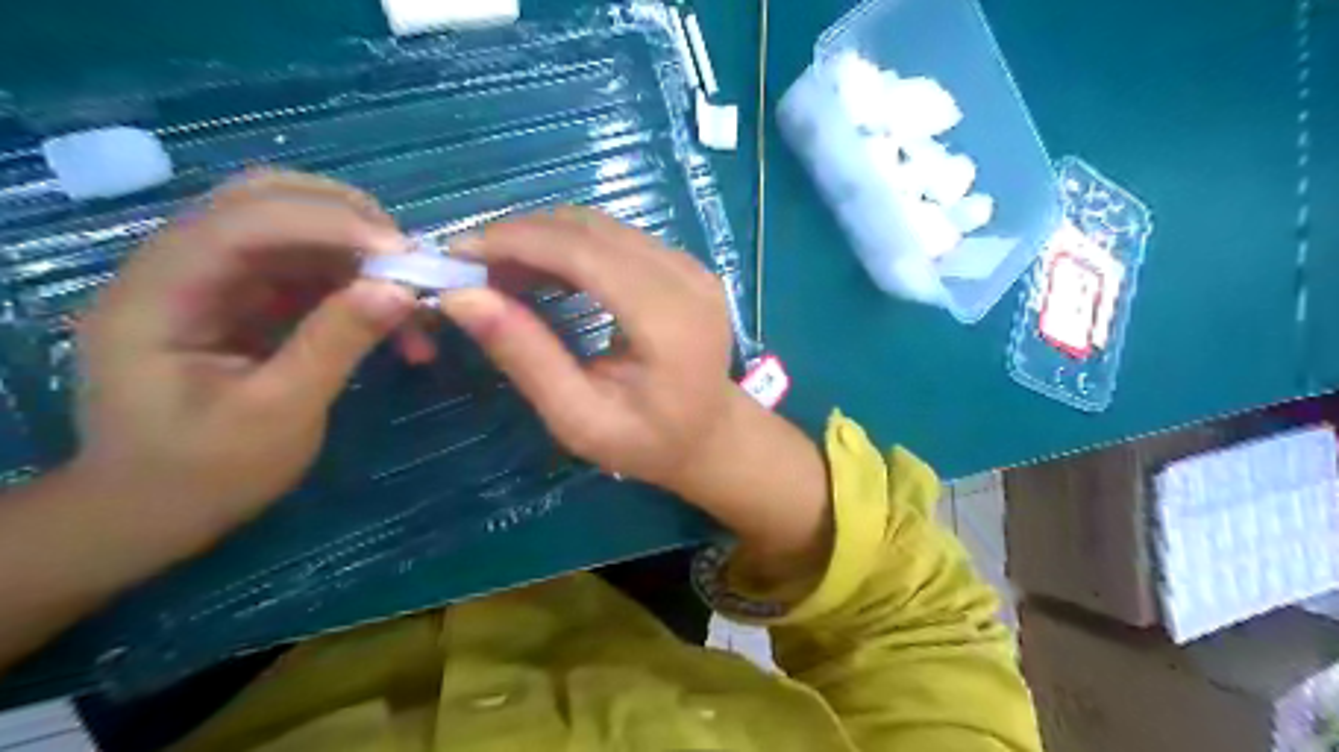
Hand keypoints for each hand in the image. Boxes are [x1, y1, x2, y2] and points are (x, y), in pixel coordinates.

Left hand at [74, 169, 416, 552]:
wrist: (156, 509)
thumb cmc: (206, 473)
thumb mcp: (278, 414)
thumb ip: (336, 343)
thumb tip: (402, 290)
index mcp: (159, 295)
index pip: (242, 223)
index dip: (327, 224)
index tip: (404, 254)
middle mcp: (178, 269)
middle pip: (263, 203)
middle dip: (347, 222)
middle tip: (411, 260)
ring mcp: (213, 282)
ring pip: (295, 232)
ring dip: (361, 256)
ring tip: (413, 295)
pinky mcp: (244, 300)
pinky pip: (309, 271)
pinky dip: (358, 286)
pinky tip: (396, 321)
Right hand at [444, 208, 736, 493]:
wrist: (710, 436)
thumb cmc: (647, 442)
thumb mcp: (580, 419)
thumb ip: (528, 357)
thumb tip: (462, 298)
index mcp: (669, 321)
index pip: (585, 254)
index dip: (517, 242)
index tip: (459, 254)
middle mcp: (686, 279)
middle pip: (590, 229)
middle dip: (523, 236)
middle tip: (473, 269)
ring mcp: (690, 266)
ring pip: (601, 226)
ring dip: (544, 238)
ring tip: (501, 274)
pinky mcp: (685, 264)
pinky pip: (617, 237)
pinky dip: (571, 246)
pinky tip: (543, 273)